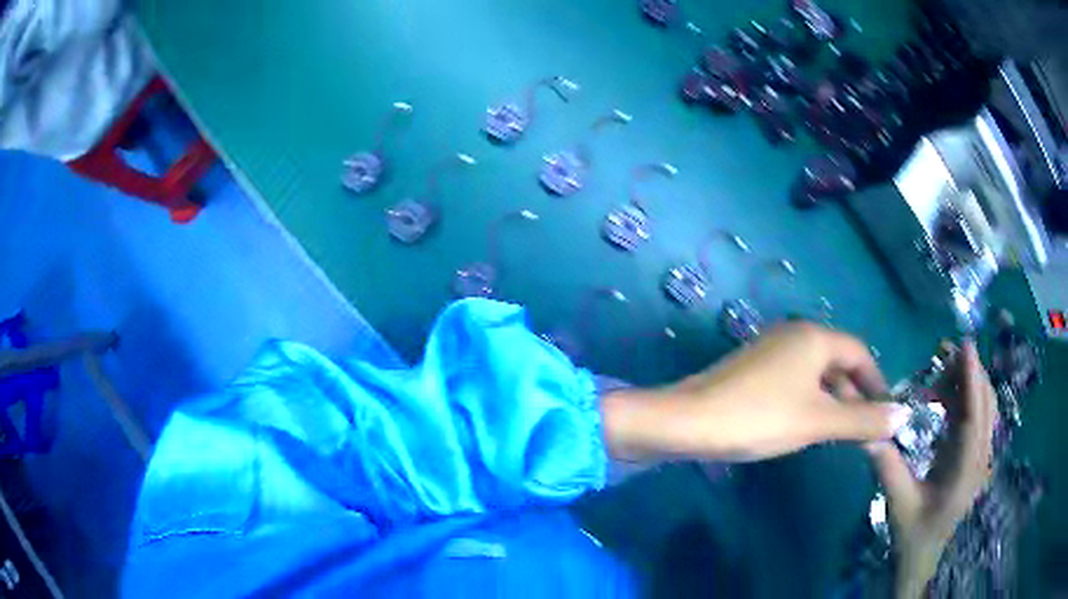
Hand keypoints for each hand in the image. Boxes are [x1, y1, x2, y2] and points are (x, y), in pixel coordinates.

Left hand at [603, 322, 910, 462]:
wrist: (687, 422)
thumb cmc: (760, 417)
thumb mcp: (818, 421)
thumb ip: (862, 419)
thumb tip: (903, 416)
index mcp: (814, 337)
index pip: (860, 353)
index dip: (876, 382)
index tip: (885, 412)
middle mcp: (793, 334)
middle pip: (838, 362)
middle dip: (854, 395)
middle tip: (863, 430)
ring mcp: (770, 349)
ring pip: (815, 374)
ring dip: (832, 400)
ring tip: (838, 433)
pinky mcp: (752, 368)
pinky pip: (794, 381)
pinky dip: (808, 400)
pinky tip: (804, 425)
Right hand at [865, 342, 996, 598]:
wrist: (925, 556)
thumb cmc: (913, 533)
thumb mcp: (899, 504)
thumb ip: (889, 470)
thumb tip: (870, 436)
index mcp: (965, 472)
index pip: (975, 418)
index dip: (972, 381)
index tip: (966, 347)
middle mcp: (979, 460)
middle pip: (986, 405)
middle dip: (971, 372)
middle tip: (946, 351)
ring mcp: (980, 458)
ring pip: (985, 408)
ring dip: (970, 382)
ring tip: (946, 366)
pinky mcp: (975, 457)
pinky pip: (979, 417)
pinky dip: (968, 398)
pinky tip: (948, 394)